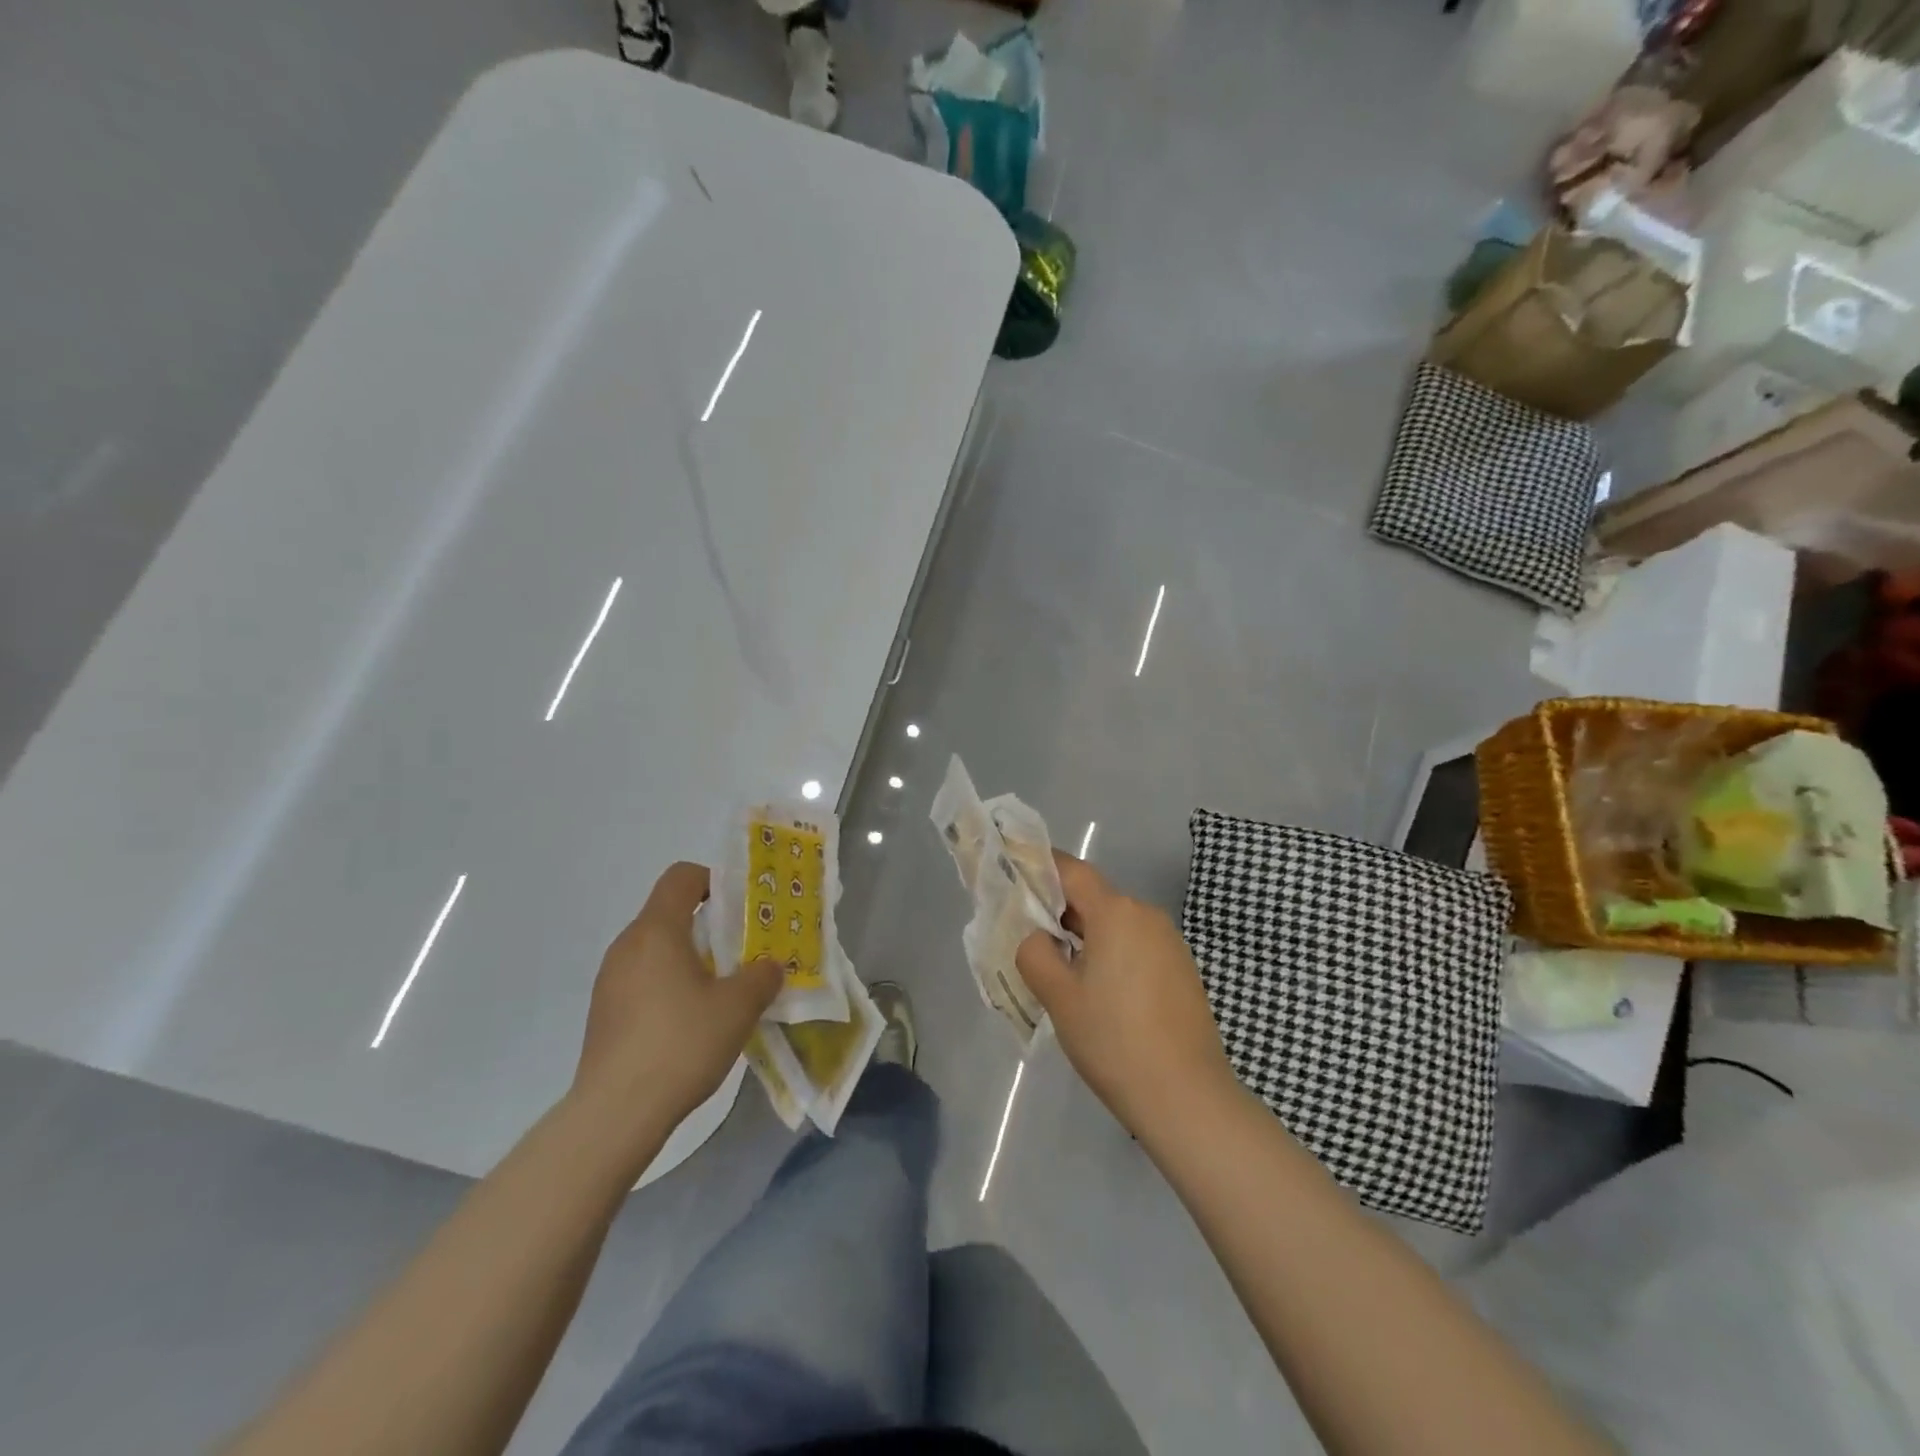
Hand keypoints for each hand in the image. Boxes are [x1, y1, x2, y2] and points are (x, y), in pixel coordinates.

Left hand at [573, 862, 781, 1129]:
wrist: (615, 1114)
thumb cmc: (681, 1043)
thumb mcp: (738, 1007)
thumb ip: (761, 976)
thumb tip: (769, 965)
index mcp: (657, 930)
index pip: (681, 877)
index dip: (714, 881)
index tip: (740, 909)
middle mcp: (627, 946)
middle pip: (669, 913)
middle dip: (708, 925)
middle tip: (741, 953)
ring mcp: (609, 980)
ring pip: (656, 949)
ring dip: (689, 958)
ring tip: (719, 991)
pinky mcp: (604, 1013)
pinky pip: (642, 980)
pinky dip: (668, 985)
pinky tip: (689, 1023)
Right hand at [1016, 852, 1238, 1139]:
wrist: (1187, 1098)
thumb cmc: (1113, 1040)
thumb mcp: (1058, 995)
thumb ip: (1034, 951)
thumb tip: (1038, 937)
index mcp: (1116, 912)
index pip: (1071, 870)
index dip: (1040, 868)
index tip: (1013, 877)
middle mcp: (1147, 915)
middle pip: (1094, 898)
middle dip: (1059, 911)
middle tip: (1028, 939)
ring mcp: (1171, 943)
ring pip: (1115, 925)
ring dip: (1086, 937)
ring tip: (1061, 974)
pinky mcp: (1183, 970)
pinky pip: (1136, 947)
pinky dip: (1111, 956)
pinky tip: (1100, 995)